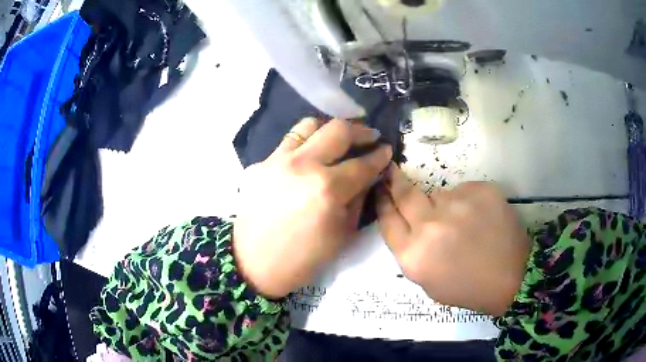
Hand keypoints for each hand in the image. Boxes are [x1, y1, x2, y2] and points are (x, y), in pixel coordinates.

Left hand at [234, 118, 391, 298]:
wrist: (254, 263)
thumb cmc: (303, 258)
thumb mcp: (342, 234)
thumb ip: (359, 199)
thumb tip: (369, 175)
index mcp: (328, 189)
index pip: (363, 163)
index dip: (380, 155)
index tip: (387, 150)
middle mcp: (304, 165)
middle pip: (338, 130)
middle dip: (361, 131)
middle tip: (370, 137)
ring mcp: (279, 160)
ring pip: (310, 125)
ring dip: (330, 128)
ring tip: (339, 139)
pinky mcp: (262, 162)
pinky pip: (289, 140)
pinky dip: (306, 140)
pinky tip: (311, 153)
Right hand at [376, 166, 531, 315]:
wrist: (511, 276)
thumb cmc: (467, 287)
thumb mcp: (428, 282)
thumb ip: (412, 251)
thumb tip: (409, 223)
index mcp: (414, 255)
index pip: (387, 220)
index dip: (382, 202)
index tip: (379, 188)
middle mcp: (431, 226)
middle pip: (405, 194)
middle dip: (395, 181)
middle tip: (391, 171)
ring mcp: (457, 204)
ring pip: (438, 193)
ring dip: (442, 204)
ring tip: (461, 222)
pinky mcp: (480, 190)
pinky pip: (462, 190)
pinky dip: (465, 201)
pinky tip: (479, 218)